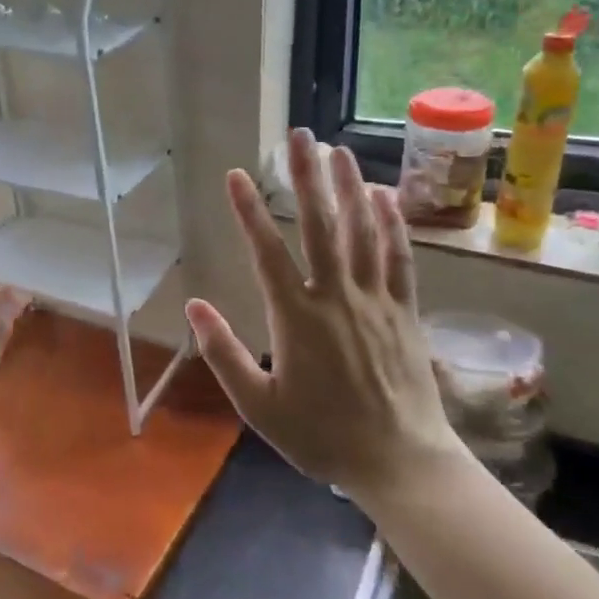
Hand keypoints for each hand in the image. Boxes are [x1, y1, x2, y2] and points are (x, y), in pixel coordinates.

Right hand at [185, 129, 465, 506]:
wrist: (399, 461)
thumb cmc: (321, 436)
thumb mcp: (258, 405)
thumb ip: (222, 353)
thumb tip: (193, 305)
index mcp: (296, 318)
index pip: (267, 252)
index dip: (249, 211)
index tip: (236, 174)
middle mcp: (336, 297)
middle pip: (320, 226)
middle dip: (307, 177)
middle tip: (299, 137)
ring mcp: (376, 300)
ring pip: (362, 232)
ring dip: (349, 187)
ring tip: (339, 151)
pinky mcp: (404, 311)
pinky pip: (399, 258)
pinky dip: (392, 224)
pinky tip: (385, 197)